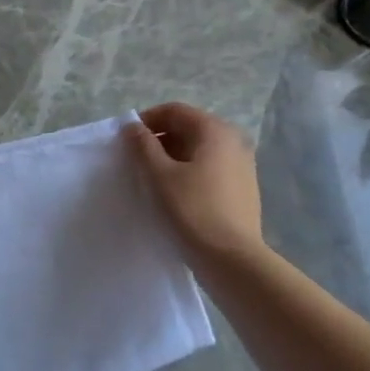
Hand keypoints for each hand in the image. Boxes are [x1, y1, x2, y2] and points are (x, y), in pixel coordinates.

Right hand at [126, 102, 264, 262]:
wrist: (232, 259)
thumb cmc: (191, 210)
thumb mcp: (159, 175)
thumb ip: (143, 145)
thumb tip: (132, 126)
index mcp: (214, 130)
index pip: (174, 111)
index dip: (147, 120)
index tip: (126, 140)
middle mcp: (234, 140)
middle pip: (189, 127)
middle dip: (160, 139)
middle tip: (136, 160)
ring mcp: (242, 164)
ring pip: (199, 149)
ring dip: (173, 156)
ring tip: (153, 179)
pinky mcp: (243, 187)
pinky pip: (210, 168)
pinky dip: (189, 171)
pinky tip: (175, 194)